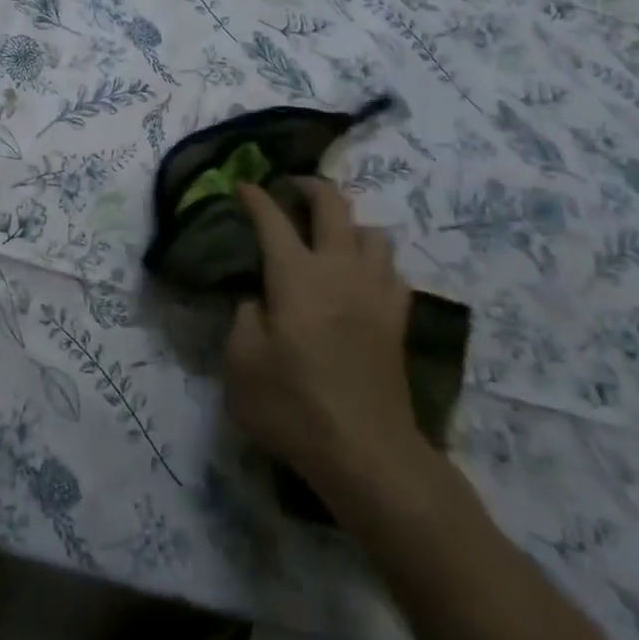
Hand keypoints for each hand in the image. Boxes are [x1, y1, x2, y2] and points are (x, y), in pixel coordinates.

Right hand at [224, 179, 438, 501]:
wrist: (368, 453)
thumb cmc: (295, 407)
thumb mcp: (241, 365)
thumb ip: (243, 319)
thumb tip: (257, 299)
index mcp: (296, 276)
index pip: (272, 219)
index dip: (255, 197)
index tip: (243, 186)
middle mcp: (338, 270)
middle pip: (333, 206)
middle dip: (310, 187)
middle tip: (292, 189)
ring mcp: (374, 292)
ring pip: (373, 233)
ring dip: (350, 224)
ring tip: (331, 236)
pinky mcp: (397, 319)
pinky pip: (392, 271)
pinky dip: (375, 263)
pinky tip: (361, 278)